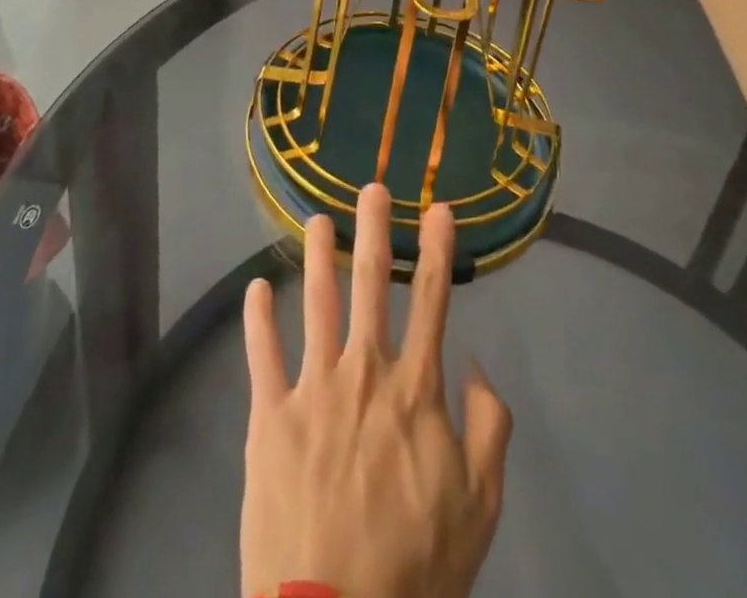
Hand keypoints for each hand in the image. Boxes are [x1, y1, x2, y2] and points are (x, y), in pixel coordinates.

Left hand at [240, 184, 512, 597]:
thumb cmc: (414, 567)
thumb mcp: (479, 506)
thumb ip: (489, 429)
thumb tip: (476, 366)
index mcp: (415, 388)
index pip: (431, 299)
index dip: (437, 248)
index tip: (438, 208)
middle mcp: (364, 371)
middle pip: (370, 283)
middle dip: (374, 228)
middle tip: (373, 187)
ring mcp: (312, 388)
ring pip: (316, 301)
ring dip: (318, 254)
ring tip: (318, 219)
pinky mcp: (268, 416)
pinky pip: (261, 353)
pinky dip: (258, 317)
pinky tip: (258, 287)